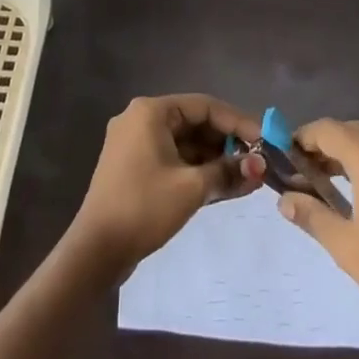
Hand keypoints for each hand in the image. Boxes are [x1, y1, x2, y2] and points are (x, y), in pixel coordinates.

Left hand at [69, 94, 264, 272]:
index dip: (238, 123)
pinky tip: (221, 185)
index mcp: (151, 111)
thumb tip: (261, 167)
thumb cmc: (143, 208)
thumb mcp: (192, 188)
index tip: (264, 141)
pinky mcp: (133, 167)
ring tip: (245, 177)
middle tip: (256, 162)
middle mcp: (140, 119)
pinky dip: (196, 169)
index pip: (205, 106)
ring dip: (214, 159)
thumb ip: (228, 172)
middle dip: (227, 143)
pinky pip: (172, 158)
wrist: (94, 252)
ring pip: (185, 142)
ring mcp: (134, 143)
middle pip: (195, 123)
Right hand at [277, 119, 358, 341]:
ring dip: (347, 150)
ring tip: (326, 179)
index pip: (328, 129)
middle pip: (350, 130)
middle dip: (324, 144)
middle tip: (303, 172)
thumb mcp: (343, 243)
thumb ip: (311, 214)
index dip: (303, 138)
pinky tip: (358, 188)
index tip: (284, 155)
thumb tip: (284, 199)